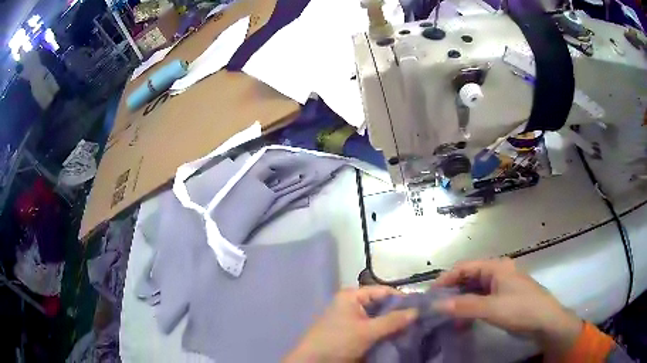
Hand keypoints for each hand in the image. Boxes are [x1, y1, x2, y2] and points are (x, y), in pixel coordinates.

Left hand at [284, 286, 417, 361]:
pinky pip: (375, 329)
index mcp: (352, 296)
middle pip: (383, 304)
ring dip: (394, 324)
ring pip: (380, 318)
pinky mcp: (354, 333)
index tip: (422, 306)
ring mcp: (354, 319)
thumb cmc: (338, 341)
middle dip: (400, 312)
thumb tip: (417, 311)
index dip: (402, 297)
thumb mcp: (366, 331)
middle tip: (420, 319)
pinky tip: (400, 336)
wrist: (314, 362)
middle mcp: (354, 304)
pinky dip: (386, 332)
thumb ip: (392, 321)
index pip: (383, 291)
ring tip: (415, 327)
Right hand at [432, 258, 582, 359]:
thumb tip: (436, 305)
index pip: (464, 267)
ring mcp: (501, 286)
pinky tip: (463, 323)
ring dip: (460, 304)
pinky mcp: (503, 299)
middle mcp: (497, 272)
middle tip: (435, 310)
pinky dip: (470, 310)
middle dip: (451, 293)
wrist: (546, 321)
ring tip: (447, 320)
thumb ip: (464, 306)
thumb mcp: (492, 309)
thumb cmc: (521, 309)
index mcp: (496, 267)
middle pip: (468, 278)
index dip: (445, 280)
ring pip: (474, 291)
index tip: (429, 296)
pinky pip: (481, 301)